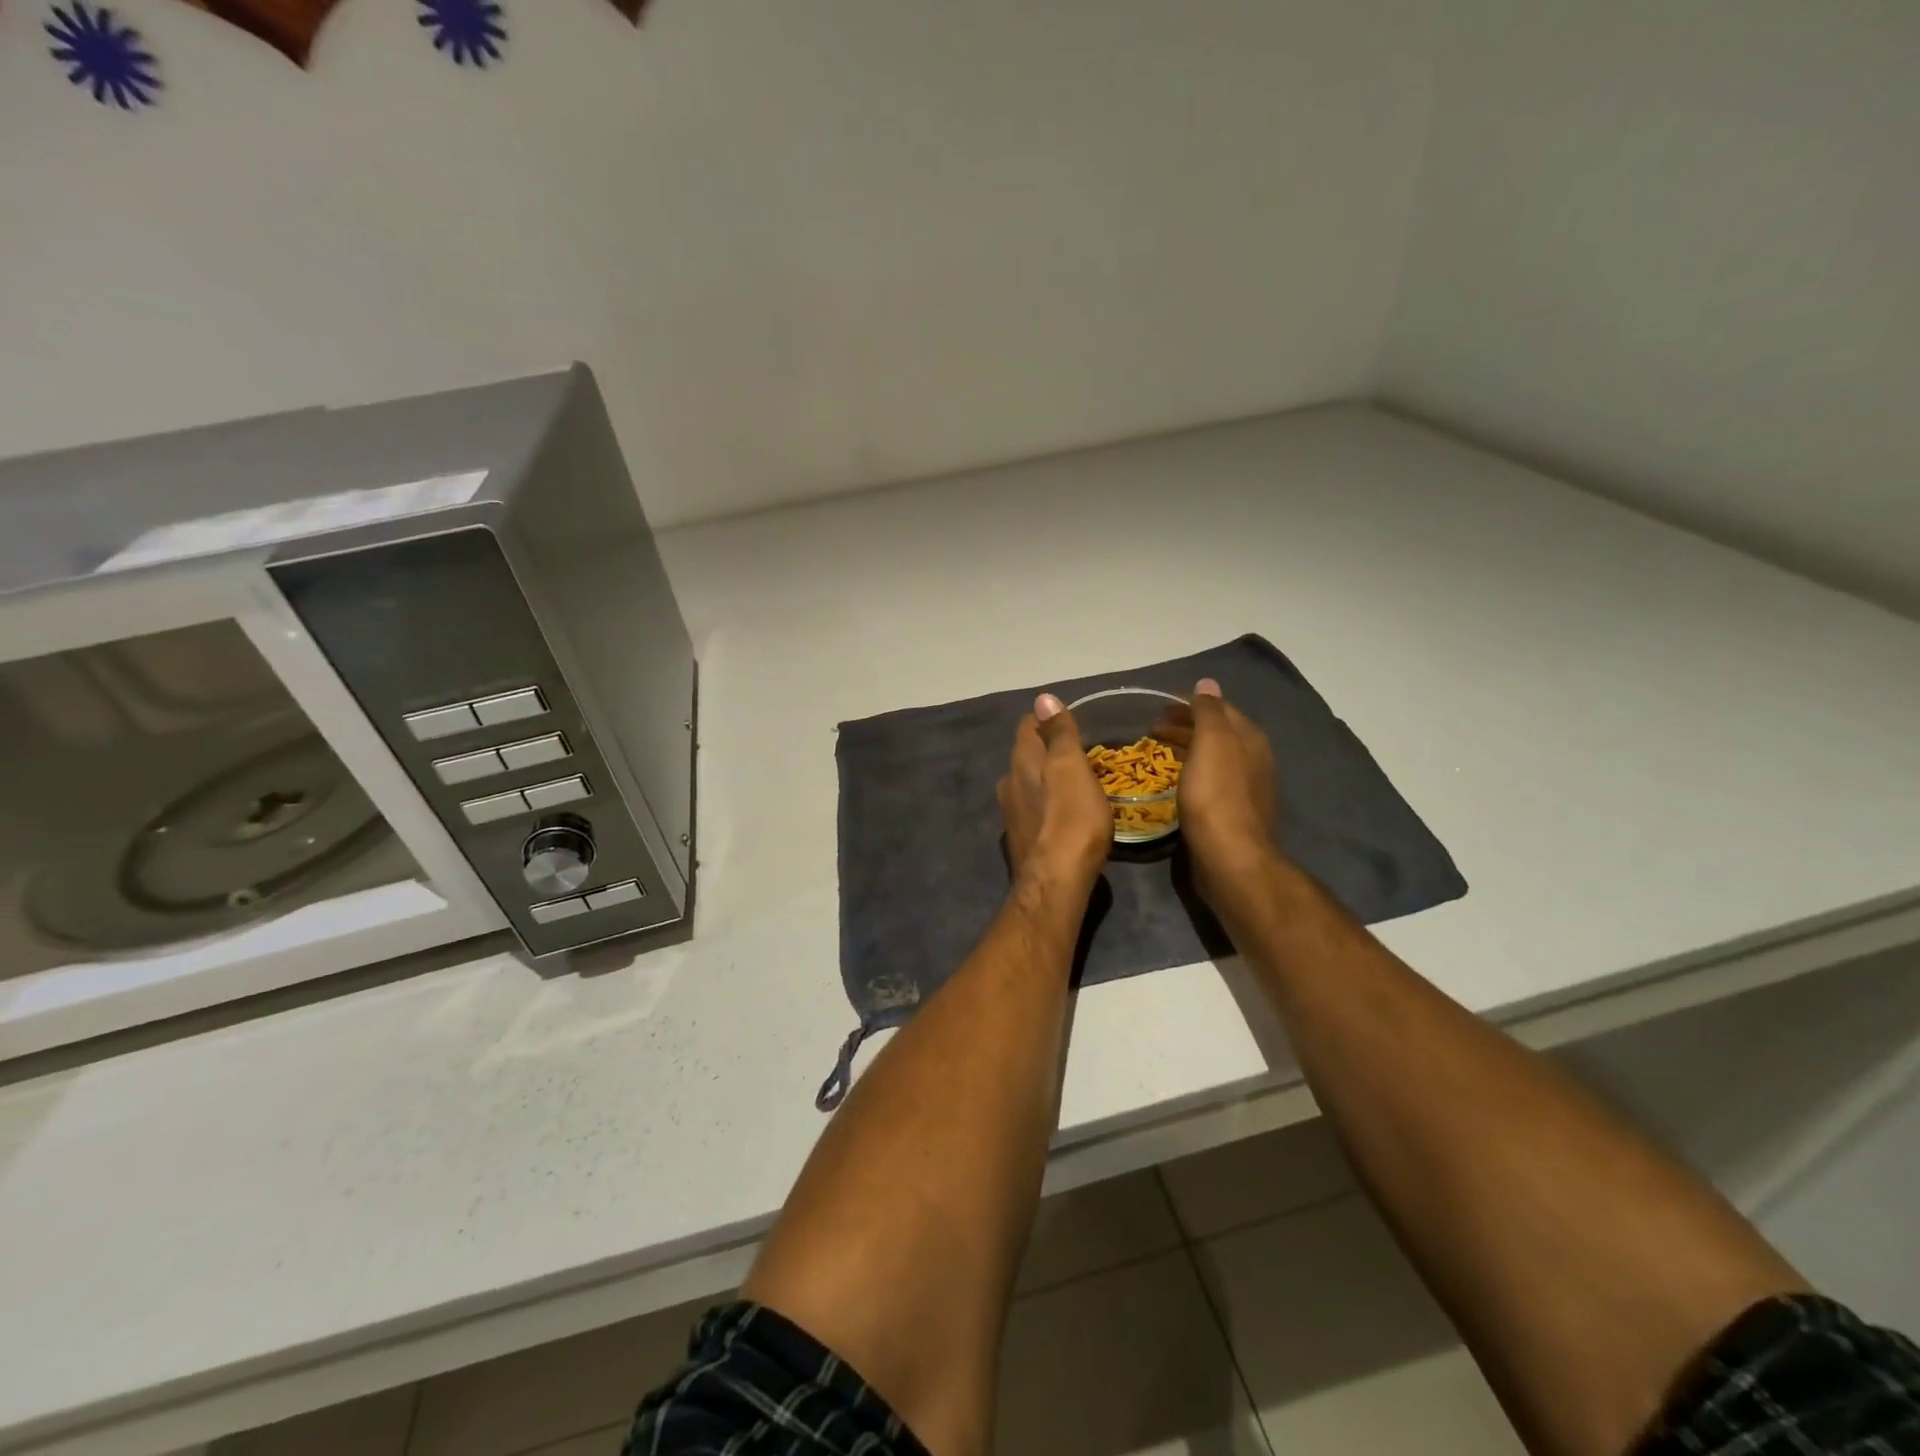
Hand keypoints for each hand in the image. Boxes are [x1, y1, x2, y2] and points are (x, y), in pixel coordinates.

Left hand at [998, 693, 1111, 888]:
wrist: (1056, 881)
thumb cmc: (1071, 819)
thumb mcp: (1071, 767)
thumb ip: (1058, 733)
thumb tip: (1042, 697)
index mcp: (1021, 762)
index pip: (1027, 725)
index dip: (1048, 719)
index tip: (1072, 721)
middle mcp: (1008, 783)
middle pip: (1026, 755)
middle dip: (1048, 749)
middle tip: (1080, 752)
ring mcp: (1011, 813)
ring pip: (1028, 783)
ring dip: (1047, 779)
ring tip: (1075, 783)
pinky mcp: (1021, 839)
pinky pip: (1034, 810)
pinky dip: (1048, 805)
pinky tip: (1065, 816)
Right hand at [1155, 678, 1278, 901]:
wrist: (1229, 857)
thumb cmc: (1216, 795)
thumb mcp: (1211, 743)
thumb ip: (1209, 711)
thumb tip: (1207, 683)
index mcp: (1249, 739)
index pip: (1219, 709)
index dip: (1190, 704)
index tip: (1160, 706)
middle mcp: (1252, 759)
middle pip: (1216, 732)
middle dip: (1186, 725)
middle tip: (1152, 726)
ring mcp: (1244, 788)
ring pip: (1212, 756)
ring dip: (1186, 747)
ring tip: (1158, 749)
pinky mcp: (1231, 812)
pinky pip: (1209, 778)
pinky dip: (1190, 769)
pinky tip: (1175, 779)